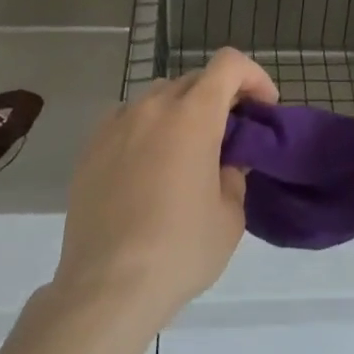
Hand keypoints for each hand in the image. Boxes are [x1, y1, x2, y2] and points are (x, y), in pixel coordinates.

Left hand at [51, 48, 276, 335]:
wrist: (106, 289)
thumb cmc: (179, 250)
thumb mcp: (230, 216)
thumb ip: (234, 175)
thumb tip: (225, 162)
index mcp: (194, 115)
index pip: (229, 64)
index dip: (253, 77)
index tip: (263, 109)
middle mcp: (154, 106)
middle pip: (195, 80)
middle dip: (219, 99)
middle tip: (228, 137)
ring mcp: (117, 124)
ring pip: (159, 97)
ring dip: (181, 112)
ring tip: (185, 154)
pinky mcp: (90, 148)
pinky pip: (127, 120)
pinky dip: (146, 130)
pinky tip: (147, 169)